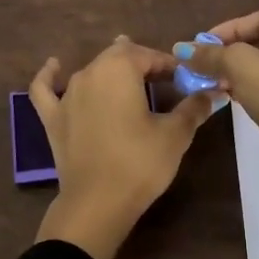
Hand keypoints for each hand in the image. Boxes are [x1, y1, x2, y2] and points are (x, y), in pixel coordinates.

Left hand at [30, 36, 219, 258]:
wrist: (98, 203)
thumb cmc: (140, 163)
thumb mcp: (175, 134)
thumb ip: (193, 108)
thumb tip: (212, 93)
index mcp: (119, 69)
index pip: (149, 55)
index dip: (170, 65)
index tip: (186, 80)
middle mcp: (89, 73)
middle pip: (119, 57)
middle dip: (142, 65)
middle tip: (163, 83)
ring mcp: (67, 95)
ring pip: (91, 71)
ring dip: (111, 72)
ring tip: (128, 78)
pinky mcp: (53, 118)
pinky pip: (46, 89)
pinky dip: (50, 76)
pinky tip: (54, 66)